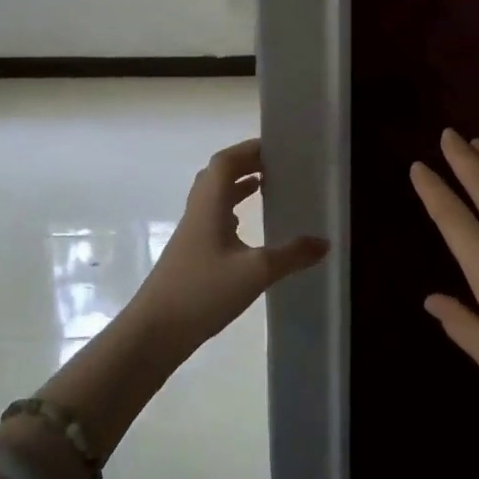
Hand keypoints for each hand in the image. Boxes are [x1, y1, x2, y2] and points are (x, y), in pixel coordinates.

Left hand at [130, 138, 328, 355]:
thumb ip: (291, 255)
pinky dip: (231, 211)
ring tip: (266, 185)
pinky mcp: (190, 254)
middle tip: (276, 164)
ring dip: (237, 186)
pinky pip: (213, 218)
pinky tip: (245, 227)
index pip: (226, 162)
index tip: (277, 147)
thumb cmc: (202, 292)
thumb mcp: (256, 272)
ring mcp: (191, 233)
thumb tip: (324, 242)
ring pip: (214, 197)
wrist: (154, 332)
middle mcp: (198, 212)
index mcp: (209, 205)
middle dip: (245, 164)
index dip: (249, 149)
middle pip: (218, 174)